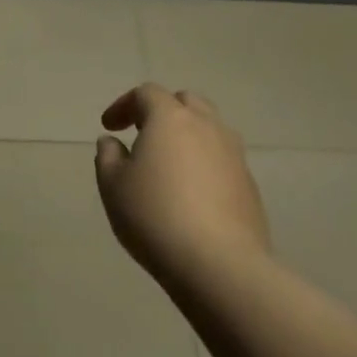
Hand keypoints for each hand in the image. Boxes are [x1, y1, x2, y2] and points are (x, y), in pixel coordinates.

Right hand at [95, 83, 270, 292]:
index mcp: (170, 118)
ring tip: (169, 163)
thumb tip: (112, 142)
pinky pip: (222, 158)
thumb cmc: (155, 216)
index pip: (146, 93)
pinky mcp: (248, 182)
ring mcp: (233, 153)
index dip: (124, 105)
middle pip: (184, 102)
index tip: (109, 127)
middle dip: (160, 111)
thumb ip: (108, 156)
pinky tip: (191, 192)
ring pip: (208, 128)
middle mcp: (206, 125)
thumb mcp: (113, 186)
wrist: (219, 263)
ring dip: (186, 135)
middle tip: (142, 135)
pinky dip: (203, 162)